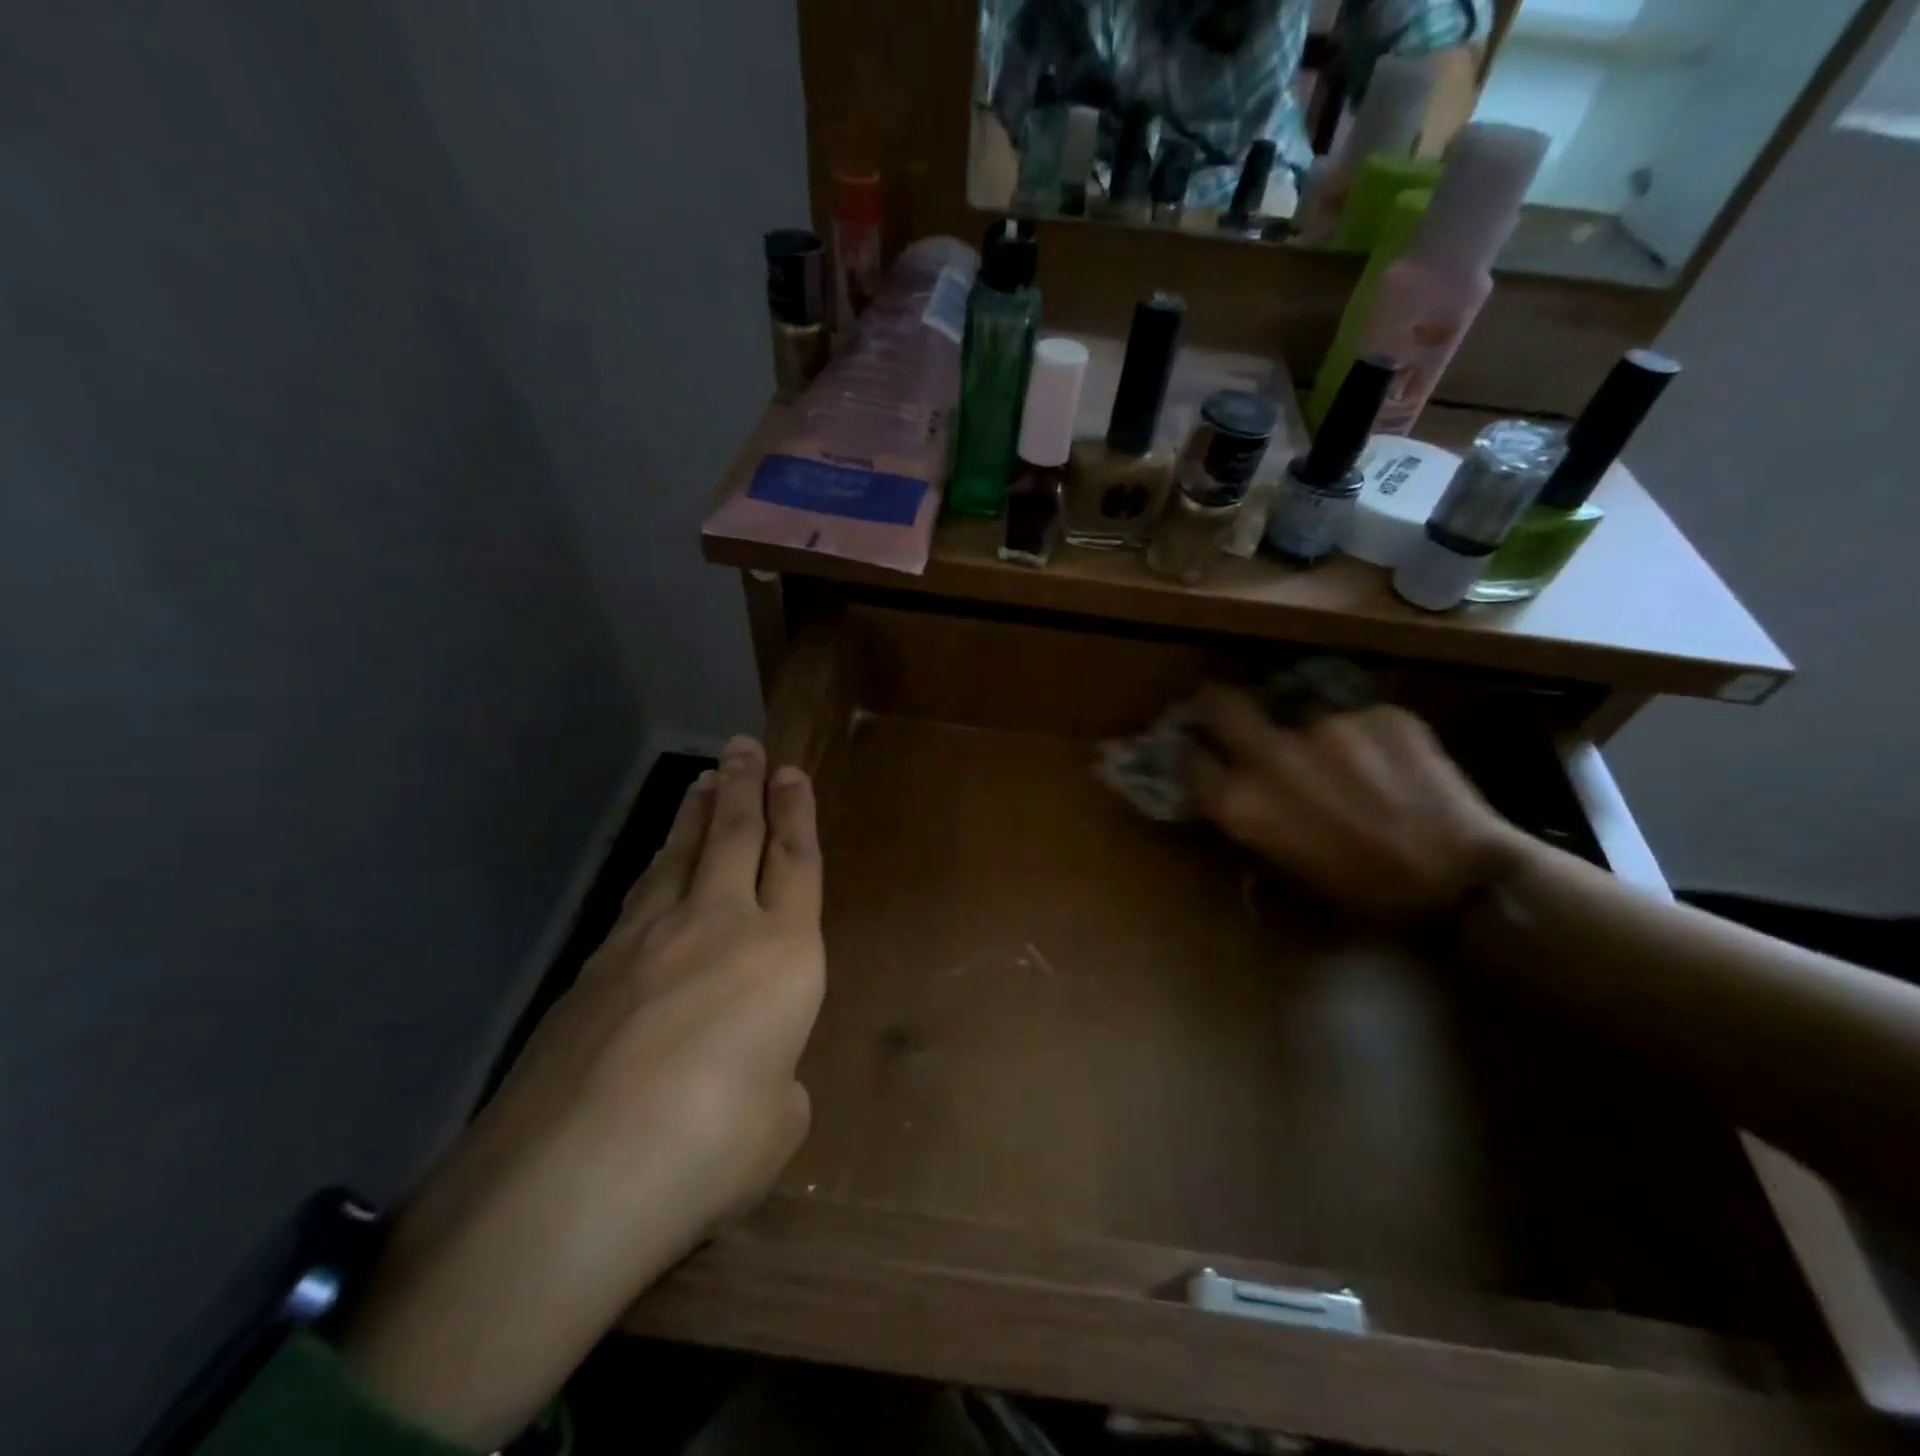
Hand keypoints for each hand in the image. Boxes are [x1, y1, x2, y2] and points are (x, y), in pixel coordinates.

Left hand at [340, 737, 824, 1449]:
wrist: (571, 1177)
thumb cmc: (709, 1149)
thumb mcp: (776, 1124)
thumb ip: (776, 1080)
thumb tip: (755, 1072)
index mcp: (785, 954)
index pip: (797, 862)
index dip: (797, 814)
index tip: (791, 774)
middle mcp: (720, 925)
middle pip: (736, 836)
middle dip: (745, 786)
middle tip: (744, 746)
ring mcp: (649, 938)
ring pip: (680, 854)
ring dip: (697, 813)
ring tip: (705, 781)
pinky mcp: (594, 964)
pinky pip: (639, 894)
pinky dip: (655, 867)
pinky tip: (654, 865)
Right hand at [1184, 687, 1528, 922]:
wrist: (1460, 882)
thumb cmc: (1360, 894)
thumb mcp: (1284, 866)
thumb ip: (1251, 818)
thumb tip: (1236, 788)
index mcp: (1242, 802)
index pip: (1189, 758)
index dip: (1189, 751)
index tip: (1194, 748)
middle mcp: (1272, 755)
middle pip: (1221, 704)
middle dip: (1214, 704)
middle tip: (1223, 710)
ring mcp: (1327, 727)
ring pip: (1302, 718)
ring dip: (1313, 739)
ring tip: (1349, 767)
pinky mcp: (1378, 713)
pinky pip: (1357, 720)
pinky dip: (1364, 740)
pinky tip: (1392, 768)